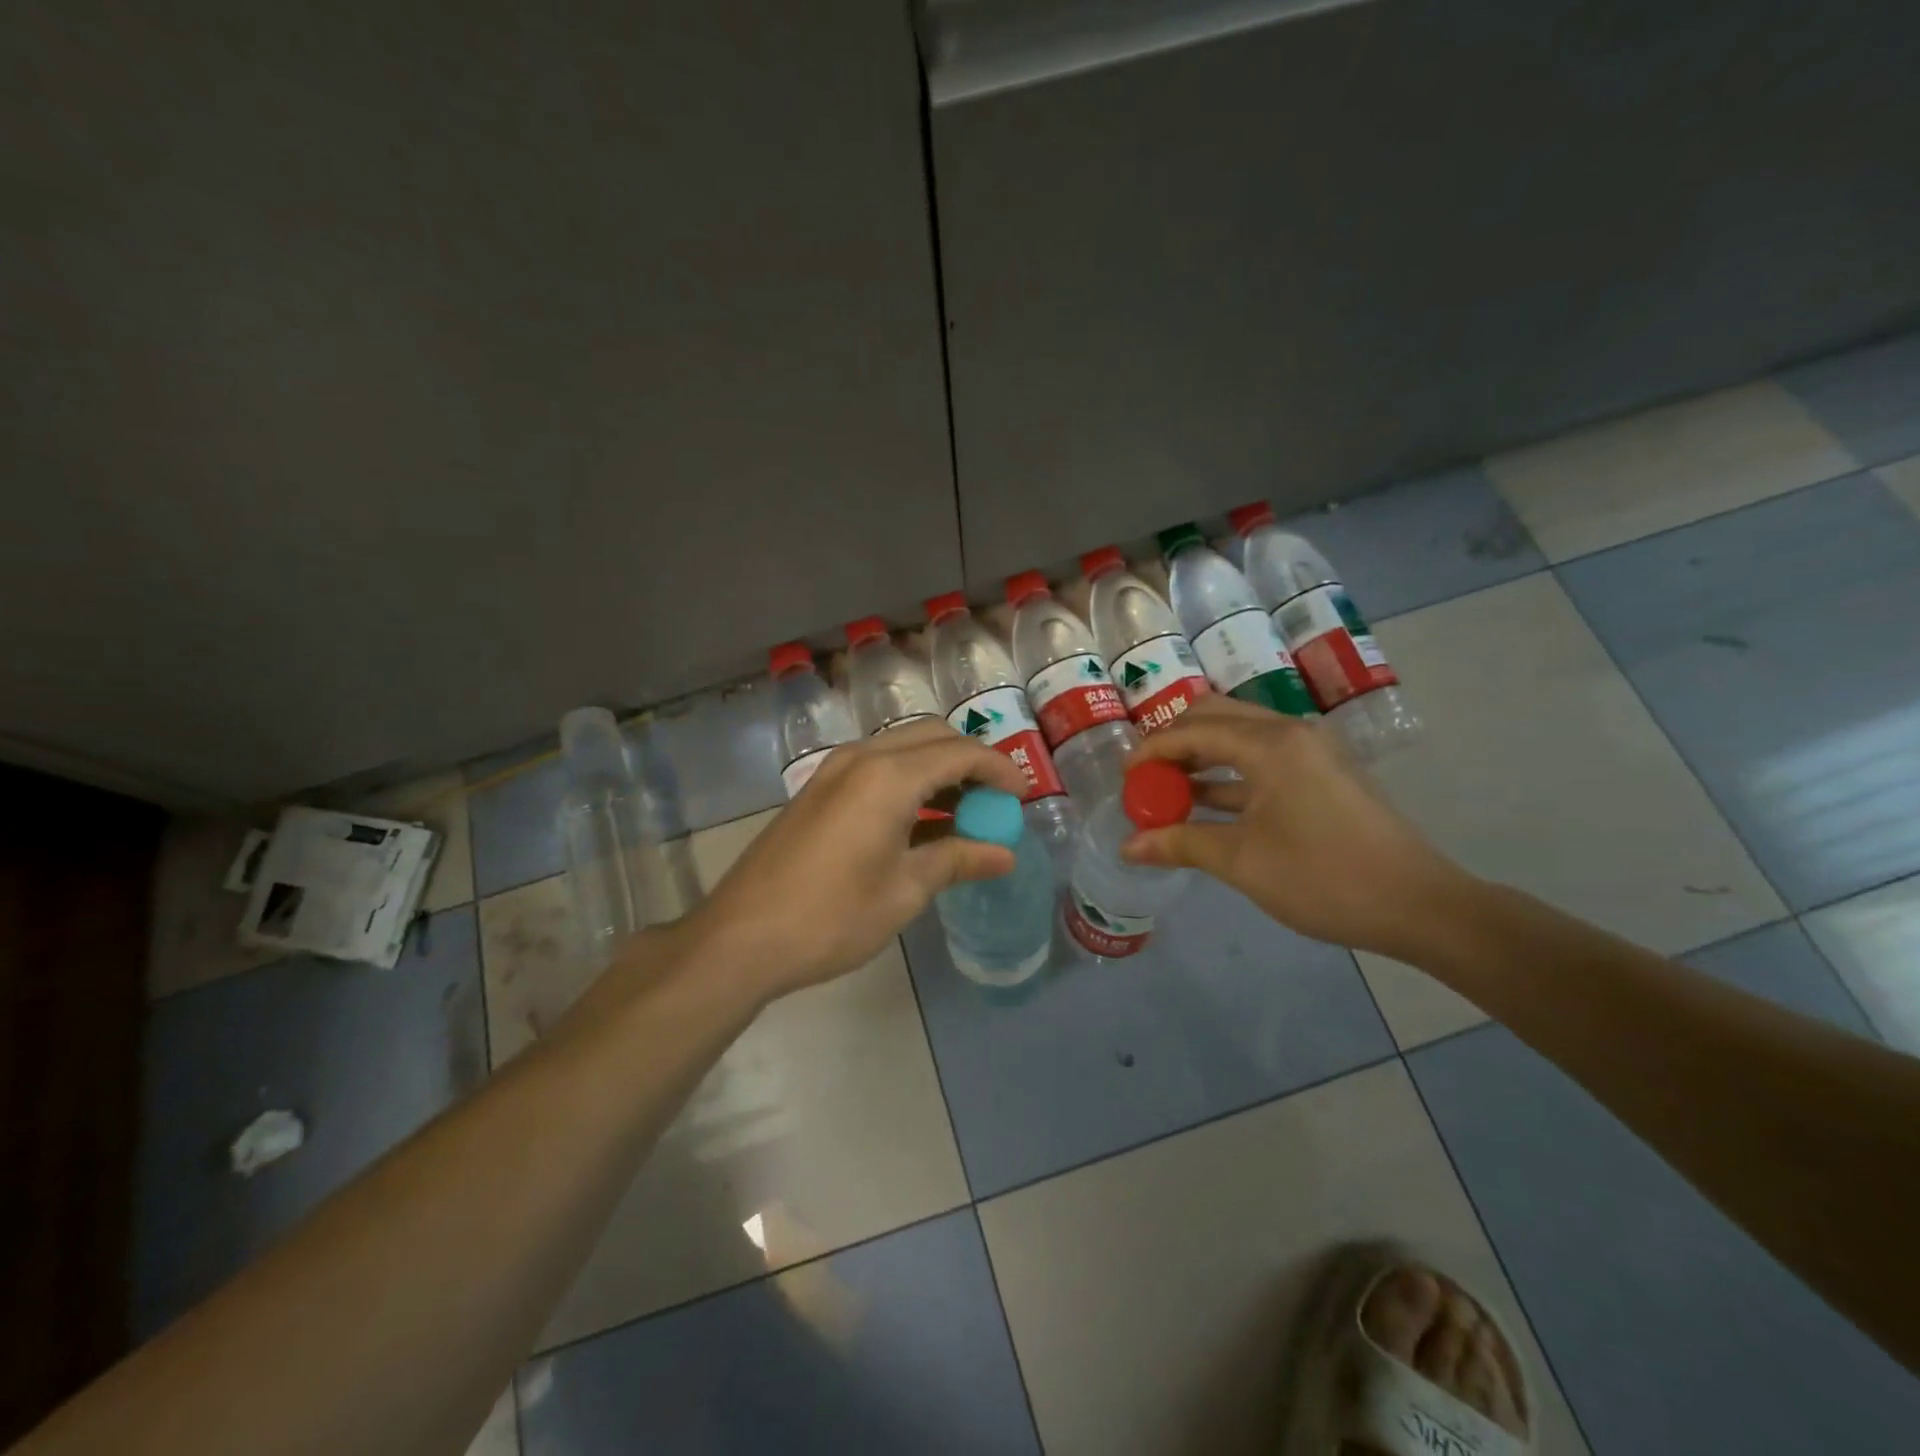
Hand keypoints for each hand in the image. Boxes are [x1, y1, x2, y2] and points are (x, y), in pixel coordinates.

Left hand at [689, 719, 1027, 999]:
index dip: (999, 770)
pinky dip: (908, 780)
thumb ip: (957, 861)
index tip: (1021, 799)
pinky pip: (876, 766)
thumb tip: (1005, 855)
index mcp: (889, 777)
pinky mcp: (818, 789)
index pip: (961, 753)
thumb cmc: (832, 917)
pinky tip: (918, 821)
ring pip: (902, 747)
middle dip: (970, 762)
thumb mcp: (905, 891)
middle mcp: (862, 758)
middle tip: (993, 804)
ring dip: (938, 769)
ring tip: (962, 814)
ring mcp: (834, 770)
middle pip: (932, 736)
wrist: (741, 937)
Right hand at [1120, 695, 1469, 958]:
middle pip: (1216, 716)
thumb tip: (1127, 846)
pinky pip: (1262, 760)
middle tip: (1147, 777)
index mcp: (1270, 744)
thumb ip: (1179, 843)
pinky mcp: (1323, 775)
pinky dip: (1229, 776)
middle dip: (1175, 742)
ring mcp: (1311, 752)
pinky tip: (1206, 806)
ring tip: (1168, 792)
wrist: (1418, 905)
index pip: (1193, 730)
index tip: (1124, 777)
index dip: (1152, 750)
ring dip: (1201, 758)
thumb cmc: (1323, 877)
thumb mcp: (1241, 861)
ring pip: (1240, 737)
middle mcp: (1290, 733)